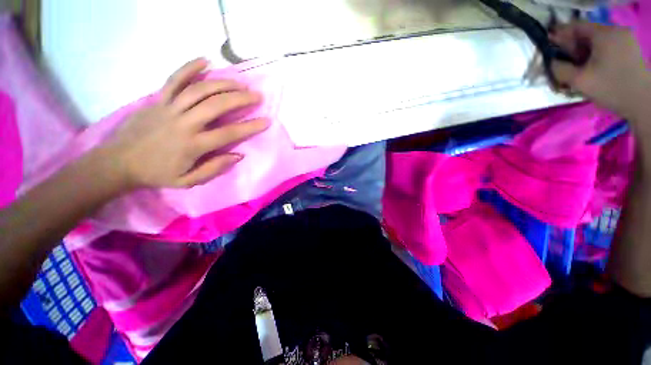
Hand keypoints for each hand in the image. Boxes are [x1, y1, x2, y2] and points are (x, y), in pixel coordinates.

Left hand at [102, 58, 268, 189]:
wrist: (118, 162)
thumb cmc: (157, 174)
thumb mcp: (188, 181)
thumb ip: (214, 169)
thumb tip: (238, 155)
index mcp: (192, 145)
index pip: (229, 133)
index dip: (250, 127)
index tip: (266, 121)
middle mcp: (183, 123)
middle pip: (216, 105)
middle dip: (240, 99)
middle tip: (256, 96)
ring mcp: (169, 108)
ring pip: (199, 89)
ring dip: (223, 84)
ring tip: (240, 83)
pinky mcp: (157, 100)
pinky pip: (174, 80)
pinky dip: (189, 68)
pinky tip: (205, 60)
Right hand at [551, 22, 650, 117]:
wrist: (643, 104)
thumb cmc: (611, 89)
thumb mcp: (579, 81)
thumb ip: (559, 69)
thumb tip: (550, 63)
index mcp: (604, 33)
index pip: (575, 26)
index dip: (559, 36)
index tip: (549, 50)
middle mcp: (615, 31)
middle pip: (586, 35)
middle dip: (571, 49)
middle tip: (561, 64)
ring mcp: (625, 40)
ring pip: (595, 43)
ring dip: (583, 55)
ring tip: (576, 70)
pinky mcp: (629, 50)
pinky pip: (606, 48)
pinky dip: (594, 57)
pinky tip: (590, 70)